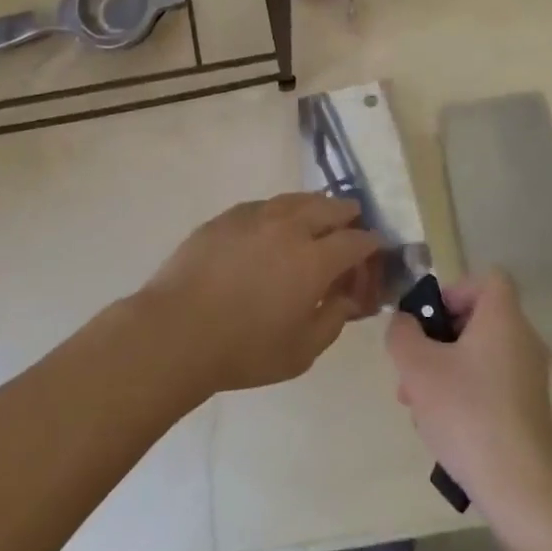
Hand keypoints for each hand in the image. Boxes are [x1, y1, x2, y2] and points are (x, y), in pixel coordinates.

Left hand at [144, 193, 382, 395]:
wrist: (175, 332)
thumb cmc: (244, 349)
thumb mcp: (302, 351)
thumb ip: (334, 319)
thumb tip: (348, 297)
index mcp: (315, 259)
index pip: (357, 241)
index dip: (372, 244)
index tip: (376, 250)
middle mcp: (290, 227)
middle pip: (330, 207)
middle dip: (348, 215)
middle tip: (351, 226)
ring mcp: (255, 216)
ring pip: (296, 199)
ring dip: (315, 207)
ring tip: (317, 219)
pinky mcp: (226, 217)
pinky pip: (264, 205)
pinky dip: (280, 211)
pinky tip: (274, 226)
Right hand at [385, 272, 551, 521]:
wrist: (519, 486)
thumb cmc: (466, 412)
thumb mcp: (417, 367)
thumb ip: (402, 334)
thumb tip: (405, 322)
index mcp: (503, 318)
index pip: (487, 279)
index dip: (454, 290)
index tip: (429, 321)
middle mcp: (523, 339)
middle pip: (476, 320)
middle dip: (436, 340)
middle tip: (410, 367)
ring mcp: (529, 376)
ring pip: (478, 356)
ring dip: (443, 370)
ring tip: (415, 404)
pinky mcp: (529, 409)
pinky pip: (490, 384)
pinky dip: (464, 394)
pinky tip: (440, 427)